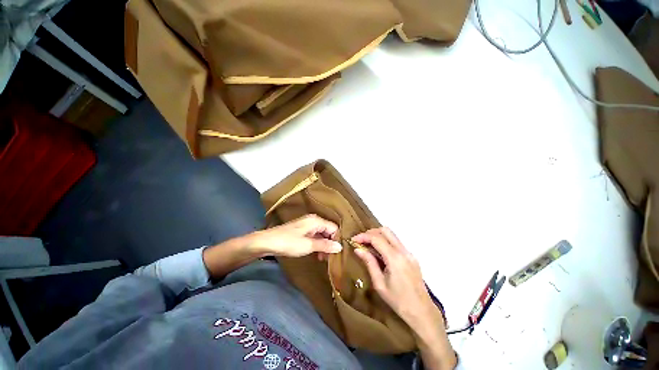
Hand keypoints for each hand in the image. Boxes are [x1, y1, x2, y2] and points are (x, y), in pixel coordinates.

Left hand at [251, 214, 342, 257]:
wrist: (267, 242)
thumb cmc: (289, 242)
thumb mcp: (309, 245)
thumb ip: (325, 245)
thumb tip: (340, 247)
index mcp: (316, 221)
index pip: (334, 228)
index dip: (336, 240)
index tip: (336, 253)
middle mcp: (313, 221)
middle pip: (328, 231)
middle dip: (329, 244)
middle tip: (329, 258)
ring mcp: (307, 225)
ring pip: (321, 235)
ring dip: (323, 246)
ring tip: (322, 258)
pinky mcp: (302, 231)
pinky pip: (314, 236)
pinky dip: (317, 244)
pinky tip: (316, 254)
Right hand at [353, 227, 455, 368]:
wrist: (422, 312)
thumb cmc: (398, 301)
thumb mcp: (379, 284)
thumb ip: (369, 263)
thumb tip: (358, 249)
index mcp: (395, 258)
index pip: (376, 238)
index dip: (363, 236)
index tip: (353, 240)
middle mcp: (403, 251)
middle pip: (385, 231)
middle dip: (371, 232)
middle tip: (361, 241)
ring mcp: (409, 253)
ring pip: (391, 235)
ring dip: (378, 236)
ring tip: (368, 246)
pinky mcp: (411, 257)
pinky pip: (396, 243)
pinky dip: (385, 242)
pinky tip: (379, 253)